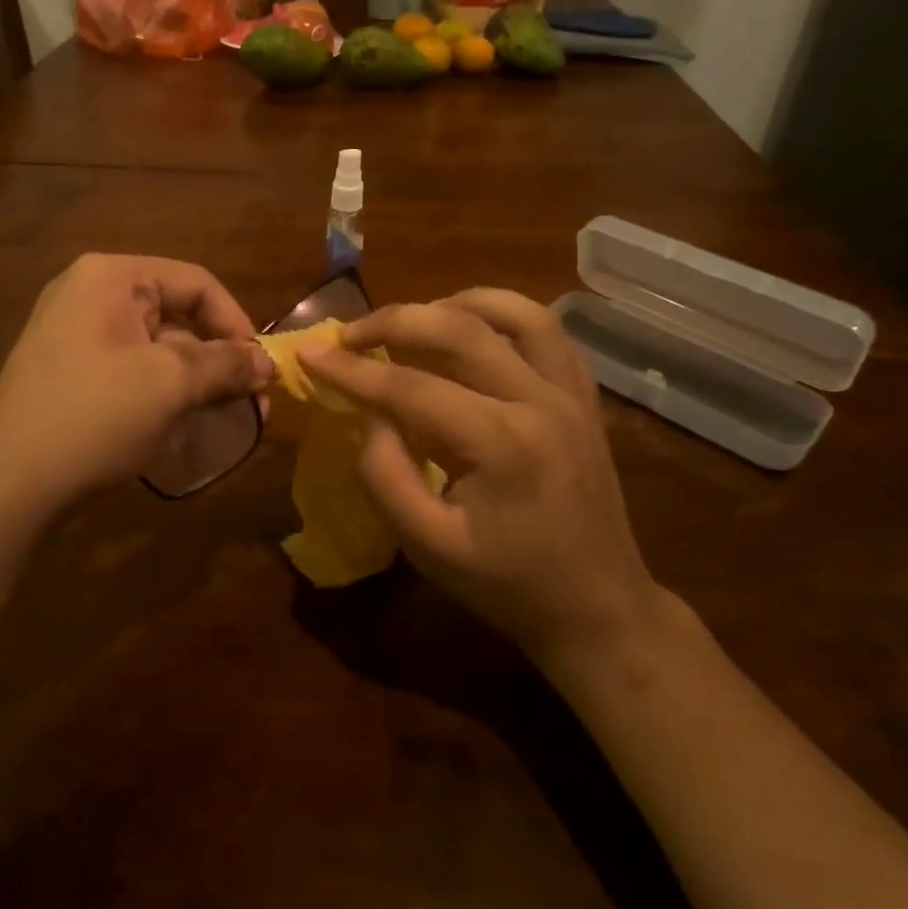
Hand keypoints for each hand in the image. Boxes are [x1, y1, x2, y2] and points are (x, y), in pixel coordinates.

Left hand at [0, 254, 271, 518]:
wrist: (6, 486)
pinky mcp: (67, 370)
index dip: (237, 323)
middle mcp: (89, 293)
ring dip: (194, 379)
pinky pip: (130, 368)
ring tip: (221, 418)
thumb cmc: (94, 417)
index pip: (196, 283)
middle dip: (218, 359)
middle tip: (251, 402)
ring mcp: (73, 332)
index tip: (262, 369)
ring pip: (156, 345)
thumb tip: (268, 363)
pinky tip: (179, 425)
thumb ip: (226, 365)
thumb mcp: (170, 385)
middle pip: (176, 314)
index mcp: (111, 278)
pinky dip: (162, 391)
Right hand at [300, 289, 662, 664]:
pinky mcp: (585, 395)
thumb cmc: (507, 584)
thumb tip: (370, 413)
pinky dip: (502, 315)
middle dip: (393, 321)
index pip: (411, 387)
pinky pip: (546, 330)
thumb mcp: (427, 546)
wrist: (598, 606)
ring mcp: (571, 392)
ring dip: (454, 302)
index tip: (309, 354)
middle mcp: (541, 401)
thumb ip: (385, 474)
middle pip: (459, 328)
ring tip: (413, 320)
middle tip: (349, 334)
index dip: (352, 370)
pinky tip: (471, 329)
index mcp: (502, 444)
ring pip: (515, 311)